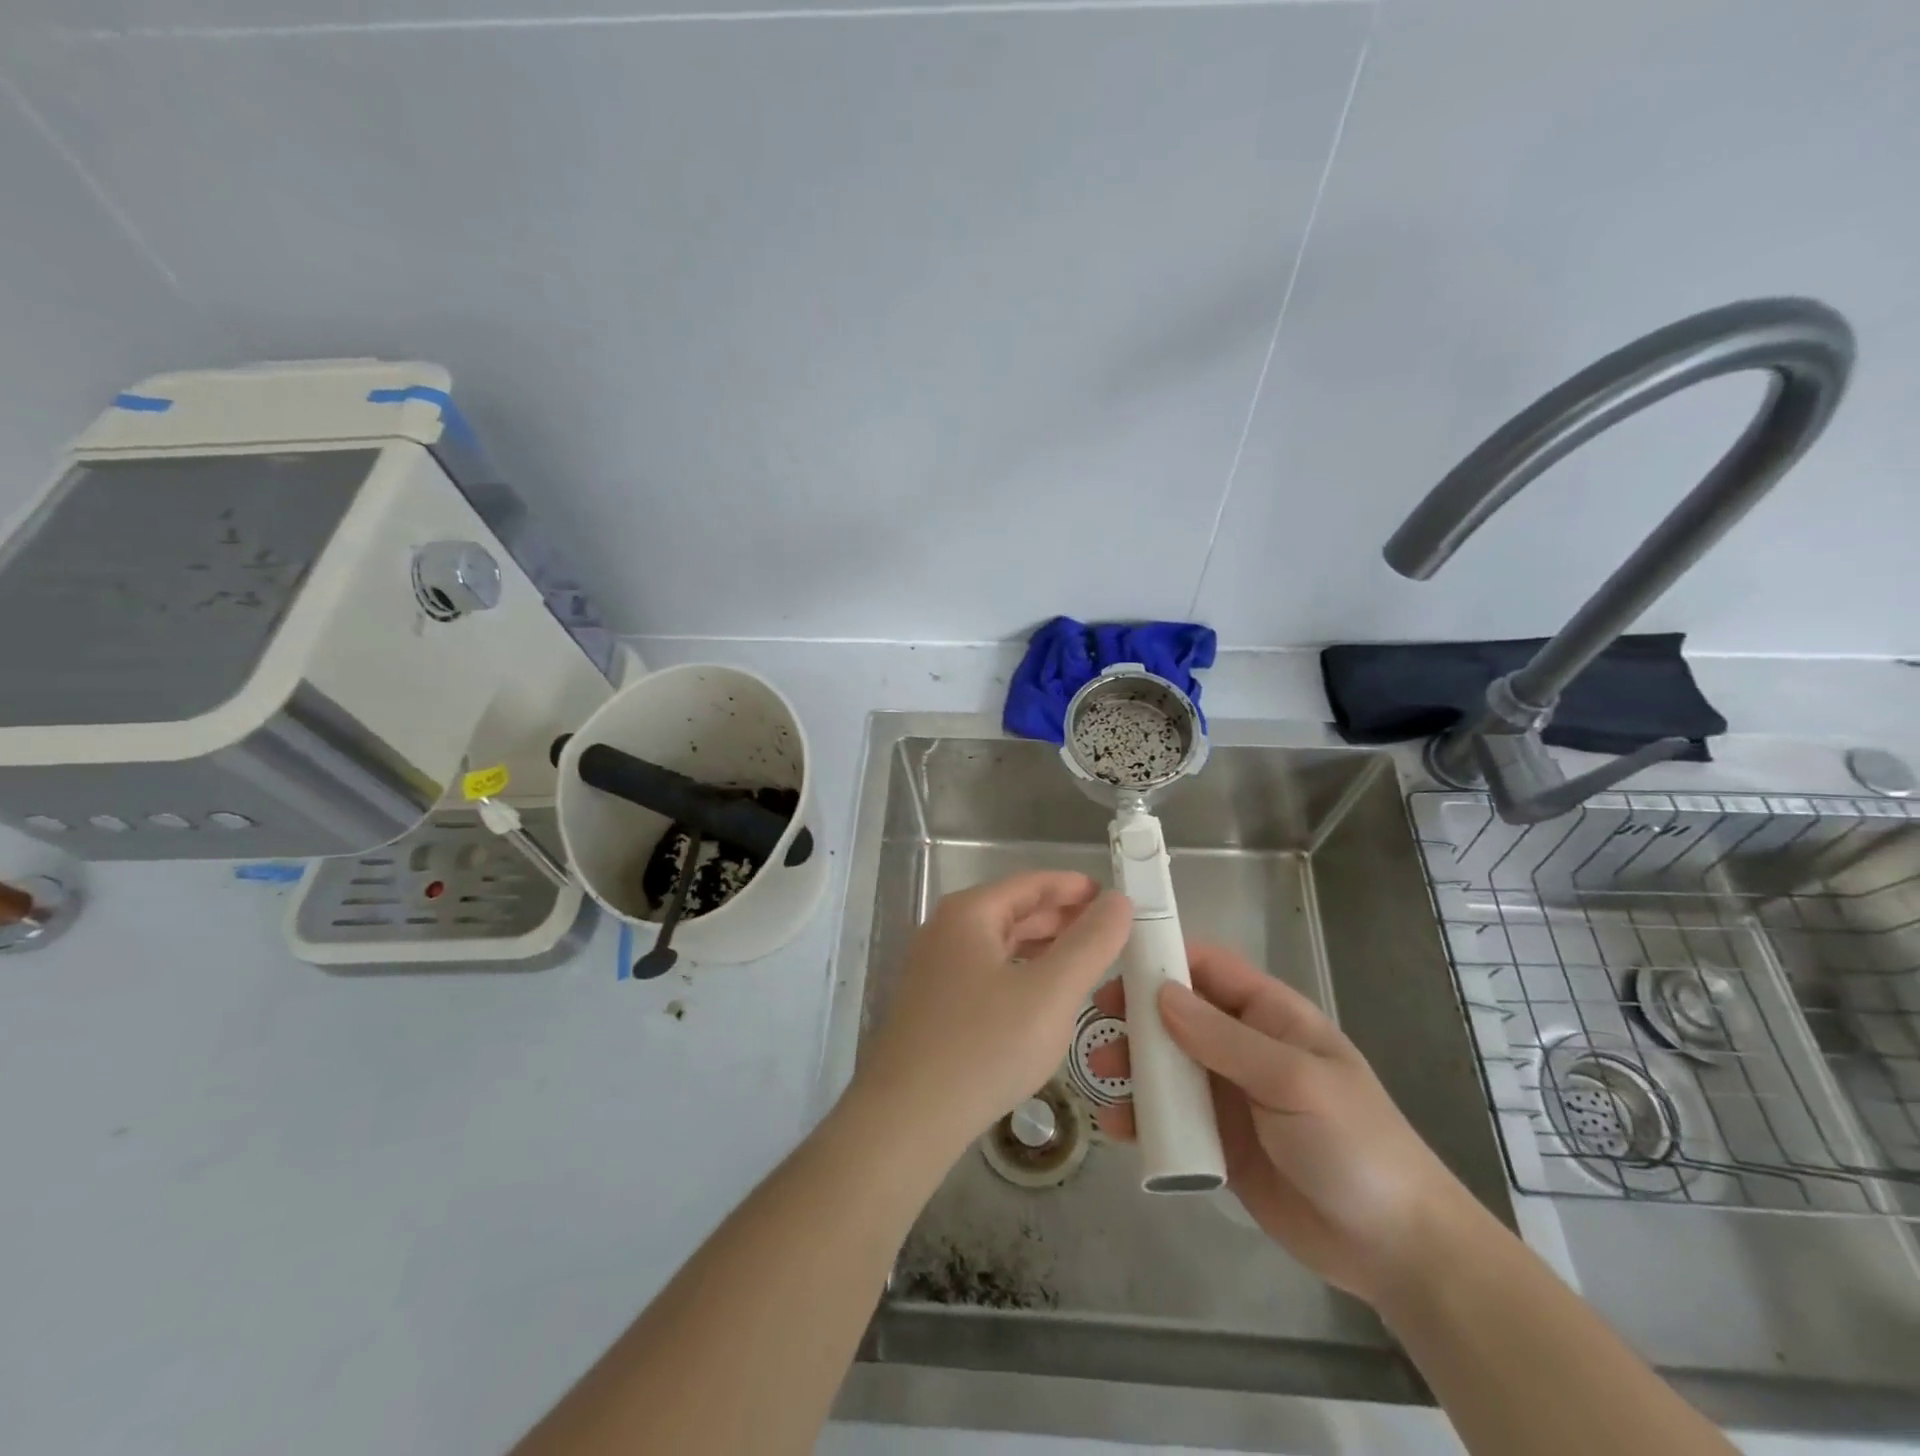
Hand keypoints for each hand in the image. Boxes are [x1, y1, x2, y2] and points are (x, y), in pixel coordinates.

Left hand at [853, 872, 1131, 1154]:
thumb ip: (1090, 944)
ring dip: (1043, 948)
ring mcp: (934, 968)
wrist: (907, 1118)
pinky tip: (1043, 999)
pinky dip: (1021, 973)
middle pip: (1014, 911)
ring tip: (1085, 961)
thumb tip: (1118, 901)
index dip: (1074, 887)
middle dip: (1062, 918)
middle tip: (1109, 932)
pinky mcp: (933, 1004)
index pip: (1031, 883)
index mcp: (969, 913)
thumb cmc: (984, 1046)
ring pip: (1000, 945)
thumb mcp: (1050, 992)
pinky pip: (987, 973)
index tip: (1114, 897)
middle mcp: (946, 930)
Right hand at [1089, 943, 1482, 1305]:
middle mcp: (1242, 1045)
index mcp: (1269, 1015)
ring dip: (1130, 1064)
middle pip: (1176, 1013)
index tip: (1114, 960)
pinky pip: (1168, 1117)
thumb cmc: (1354, 1144)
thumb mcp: (1294, 1081)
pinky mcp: (1216, 1140)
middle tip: (1095, 1020)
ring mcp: (1227, 1094)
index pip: (1207, 966)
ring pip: (1165, 1064)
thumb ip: (1225, 1039)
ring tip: (1099, 1076)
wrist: (1394, 1250)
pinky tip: (1115, 1126)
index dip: (1162, 955)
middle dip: (1134, 1012)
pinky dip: (1139, 1116)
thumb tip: (1159, 993)